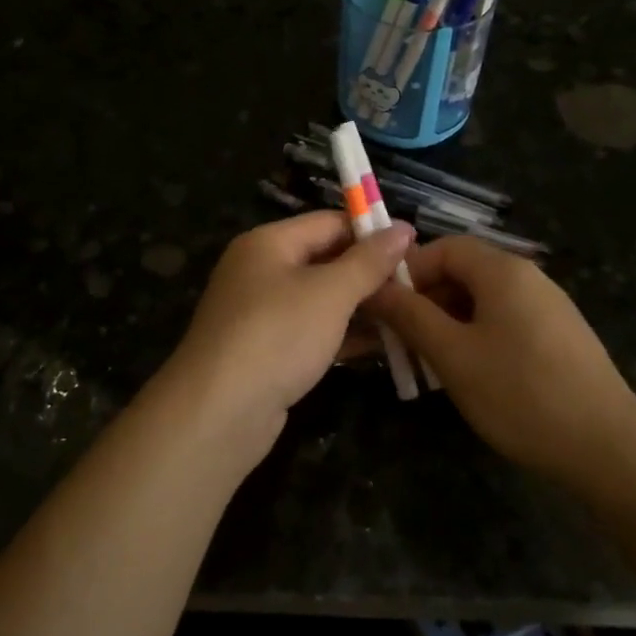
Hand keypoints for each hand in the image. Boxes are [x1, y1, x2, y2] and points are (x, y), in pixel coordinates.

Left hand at [157, 212, 413, 450]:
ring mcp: (261, 313)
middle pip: (325, 260)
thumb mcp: (330, 292)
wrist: (218, 413)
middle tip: (418, 285)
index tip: (415, 247)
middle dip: (370, 272)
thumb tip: (404, 228)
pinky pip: (312, 331)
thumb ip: (369, 261)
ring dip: (362, 306)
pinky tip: (382, 344)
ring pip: (321, 299)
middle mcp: (261, 271)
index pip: (329, 223)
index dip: (372, 231)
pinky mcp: (266, 351)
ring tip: (410, 314)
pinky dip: (343, 334)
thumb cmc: (277, 335)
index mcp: (269, 243)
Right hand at [366, 237, 635, 487]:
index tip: (385, 307)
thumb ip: (410, 316)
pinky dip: (477, 336)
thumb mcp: (453, 355)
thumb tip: (374, 288)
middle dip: (426, 300)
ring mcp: (549, 307)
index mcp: (503, 270)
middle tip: (401, 340)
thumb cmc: (521, 393)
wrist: (608, 448)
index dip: (409, 270)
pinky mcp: (560, 337)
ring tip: (429, 363)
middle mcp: (529, 277)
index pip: (444, 246)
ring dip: (448, 322)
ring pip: (483, 301)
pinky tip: (470, 375)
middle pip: (464, 272)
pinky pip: (506, 322)